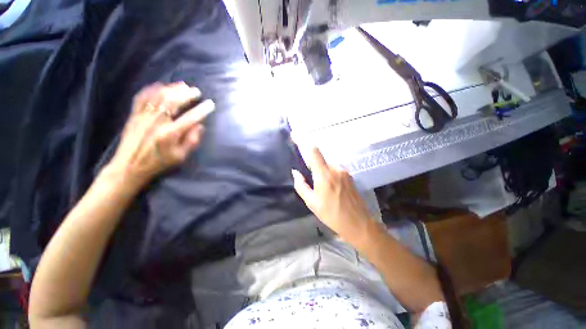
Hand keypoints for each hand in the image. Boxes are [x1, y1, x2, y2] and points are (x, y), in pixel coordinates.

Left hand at [107, 82, 214, 188]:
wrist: (129, 166)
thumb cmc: (159, 162)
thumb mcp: (180, 157)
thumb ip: (191, 141)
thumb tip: (200, 126)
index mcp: (170, 134)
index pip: (190, 118)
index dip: (202, 110)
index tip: (210, 104)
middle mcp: (157, 122)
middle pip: (173, 102)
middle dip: (187, 94)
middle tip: (196, 91)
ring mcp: (143, 116)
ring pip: (158, 96)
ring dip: (172, 89)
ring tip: (182, 85)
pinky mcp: (134, 115)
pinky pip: (142, 97)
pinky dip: (151, 89)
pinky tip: (160, 85)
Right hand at [291, 146, 375, 242]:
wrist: (359, 224)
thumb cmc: (332, 214)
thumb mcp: (312, 203)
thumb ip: (301, 185)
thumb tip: (295, 172)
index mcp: (324, 174)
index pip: (313, 151)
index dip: (303, 142)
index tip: (295, 137)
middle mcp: (335, 168)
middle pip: (320, 159)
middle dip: (313, 165)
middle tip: (311, 182)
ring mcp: (344, 171)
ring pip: (328, 165)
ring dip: (322, 172)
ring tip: (323, 190)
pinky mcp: (349, 176)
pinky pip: (335, 170)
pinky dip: (329, 175)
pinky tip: (331, 190)